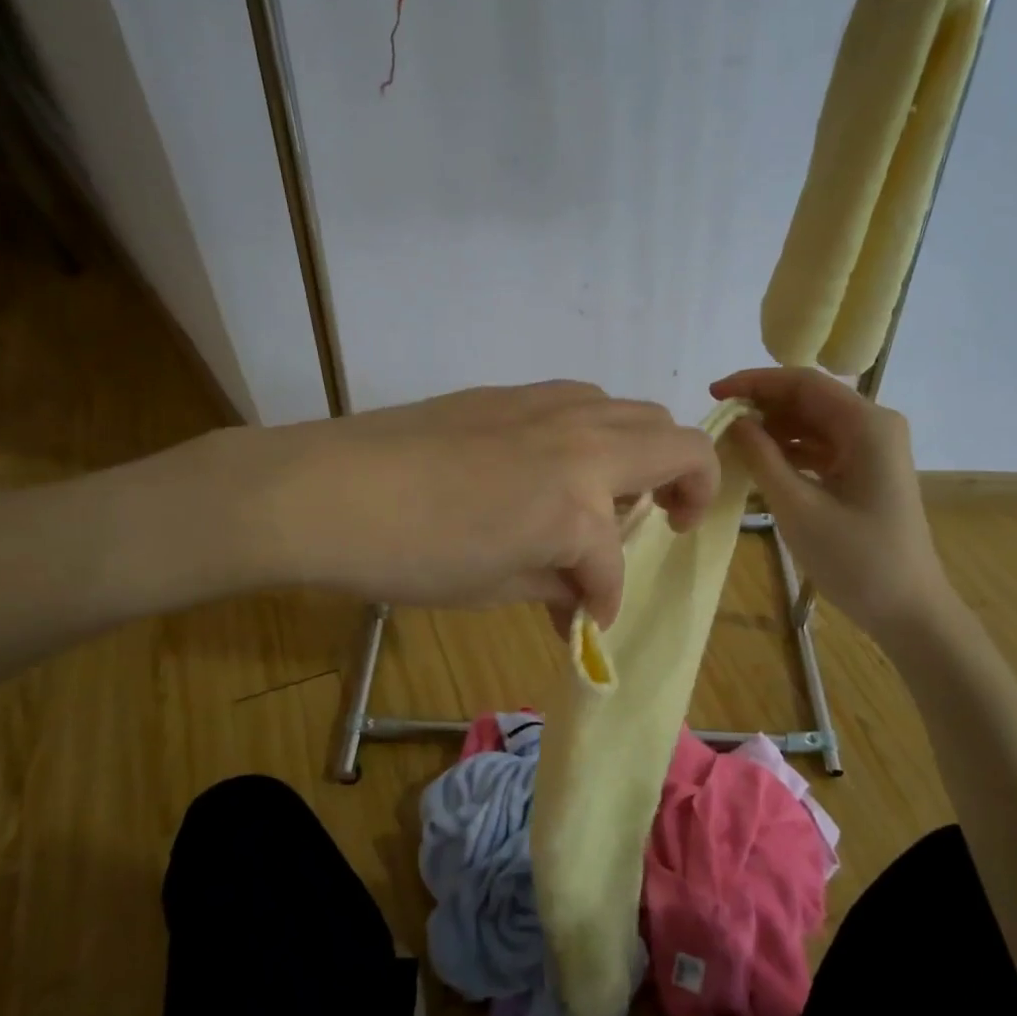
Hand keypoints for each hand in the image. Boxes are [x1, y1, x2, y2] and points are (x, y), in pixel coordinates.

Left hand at [240, 381, 718, 627]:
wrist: (328, 489)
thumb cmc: (411, 554)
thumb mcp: (493, 587)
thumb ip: (556, 587)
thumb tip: (582, 601)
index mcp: (578, 502)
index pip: (613, 563)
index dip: (607, 601)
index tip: (588, 623)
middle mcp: (581, 440)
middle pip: (676, 444)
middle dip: (689, 487)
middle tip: (665, 522)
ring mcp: (548, 405)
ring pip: (635, 412)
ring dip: (644, 453)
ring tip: (614, 491)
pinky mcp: (512, 392)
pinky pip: (583, 402)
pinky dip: (597, 433)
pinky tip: (560, 463)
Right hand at [711, 367, 949, 633]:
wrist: (908, 610)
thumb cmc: (856, 560)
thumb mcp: (798, 507)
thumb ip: (763, 458)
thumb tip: (736, 421)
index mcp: (867, 425)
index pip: (804, 383)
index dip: (755, 382)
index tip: (714, 393)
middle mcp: (874, 425)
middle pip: (810, 399)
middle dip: (763, 404)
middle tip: (719, 420)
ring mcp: (873, 449)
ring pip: (814, 422)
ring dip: (774, 428)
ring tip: (733, 442)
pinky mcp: (867, 471)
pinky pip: (822, 446)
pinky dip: (791, 449)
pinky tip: (760, 461)